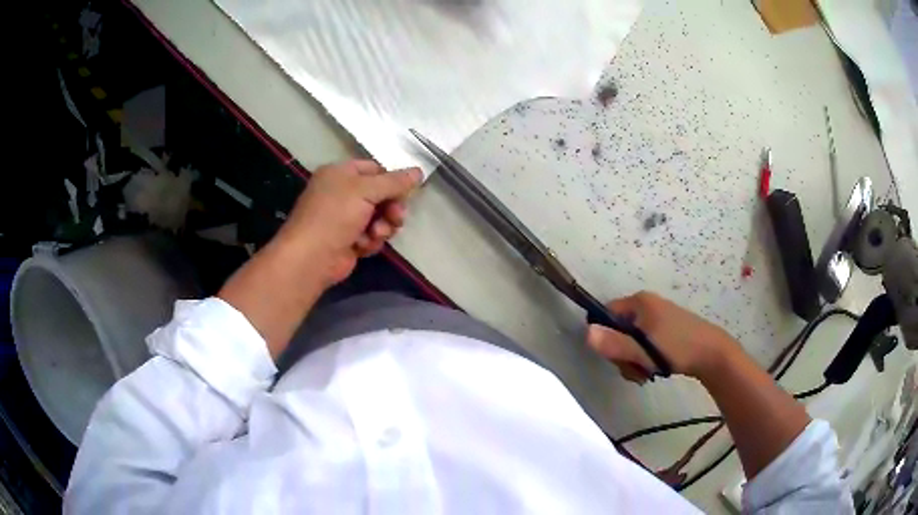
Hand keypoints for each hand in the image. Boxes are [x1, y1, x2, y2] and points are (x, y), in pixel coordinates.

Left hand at [277, 160, 421, 285]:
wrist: (312, 257)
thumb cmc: (335, 215)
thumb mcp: (366, 191)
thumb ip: (394, 182)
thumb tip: (419, 171)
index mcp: (340, 173)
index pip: (374, 169)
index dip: (391, 180)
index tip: (407, 191)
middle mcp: (341, 193)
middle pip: (380, 195)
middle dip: (391, 207)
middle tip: (396, 217)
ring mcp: (345, 218)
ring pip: (379, 217)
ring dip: (383, 226)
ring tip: (375, 234)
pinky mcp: (349, 240)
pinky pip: (371, 236)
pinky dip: (371, 241)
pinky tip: (363, 246)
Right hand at [586, 291, 739, 382]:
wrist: (713, 353)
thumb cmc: (676, 348)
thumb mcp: (643, 350)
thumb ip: (614, 344)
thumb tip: (586, 334)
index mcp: (639, 302)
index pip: (606, 313)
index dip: (605, 336)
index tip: (616, 356)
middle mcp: (647, 305)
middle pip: (619, 330)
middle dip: (623, 354)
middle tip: (635, 369)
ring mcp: (658, 316)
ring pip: (632, 340)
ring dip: (634, 360)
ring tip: (647, 373)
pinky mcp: (666, 329)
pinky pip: (645, 342)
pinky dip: (646, 357)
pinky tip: (655, 369)